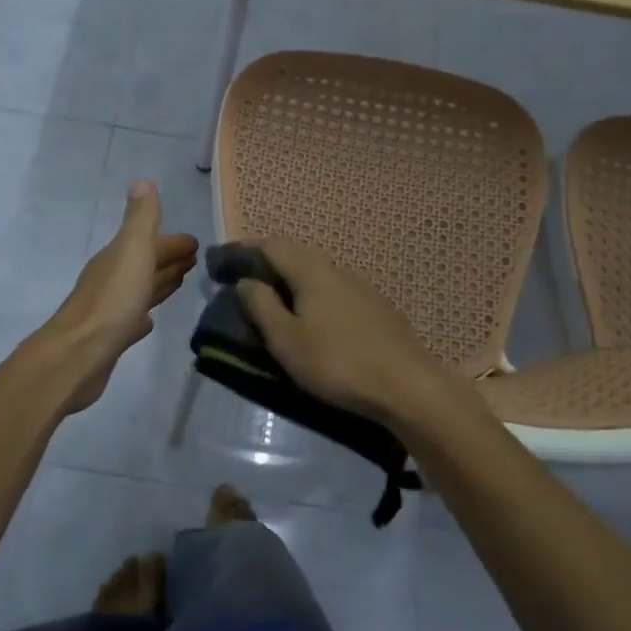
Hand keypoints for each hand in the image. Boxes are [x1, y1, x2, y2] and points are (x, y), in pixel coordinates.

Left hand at [37, 181, 198, 413]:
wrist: (80, 354)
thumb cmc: (113, 300)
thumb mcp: (132, 251)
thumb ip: (140, 219)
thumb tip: (142, 181)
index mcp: (118, 256)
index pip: (150, 242)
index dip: (172, 241)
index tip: (196, 242)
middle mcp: (112, 278)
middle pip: (144, 263)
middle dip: (167, 258)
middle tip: (194, 259)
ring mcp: (110, 308)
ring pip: (140, 289)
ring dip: (158, 282)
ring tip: (180, 281)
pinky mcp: (110, 337)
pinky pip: (132, 318)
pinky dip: (144, 314)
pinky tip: (149, 320)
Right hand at [233, 238, 455, 425]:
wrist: (407, 385)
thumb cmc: (337, 362)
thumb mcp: (286, 340)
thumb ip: (262, 306)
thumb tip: (245, 281)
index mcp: (311, 271)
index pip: (272, 245)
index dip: (245, 247)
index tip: (223, 256)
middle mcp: (337, 269)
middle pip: (297, 252)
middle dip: (269, 258)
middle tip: (246, 273)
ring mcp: (361, 286)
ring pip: (319, 270)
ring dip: (293, 275)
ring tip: (276, 292)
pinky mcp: (377, 306)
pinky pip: (335, 287)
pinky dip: (314, 290)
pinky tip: (315, 312)